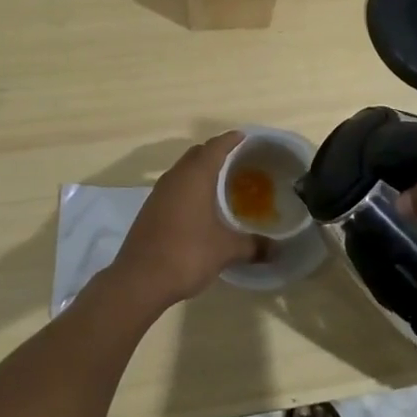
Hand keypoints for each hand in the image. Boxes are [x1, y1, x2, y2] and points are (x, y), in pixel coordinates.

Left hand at [111, 133, 262, 307]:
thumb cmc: (187, 254)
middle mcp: (175, 177)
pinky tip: (198, 206)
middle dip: (215, 152)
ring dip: (199, 170)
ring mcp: (159, 193)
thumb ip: (253, 245)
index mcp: (195, 176)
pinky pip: (173, 186)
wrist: (139, 280)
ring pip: (182, 170)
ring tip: (220, 182)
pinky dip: (188, 187)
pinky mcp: (150, 209)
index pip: (215, 147)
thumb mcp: (226, 250)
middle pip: (197, 153)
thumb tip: (277, 250)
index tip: (244, 137)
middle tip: (236, 160)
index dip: (231, 139)